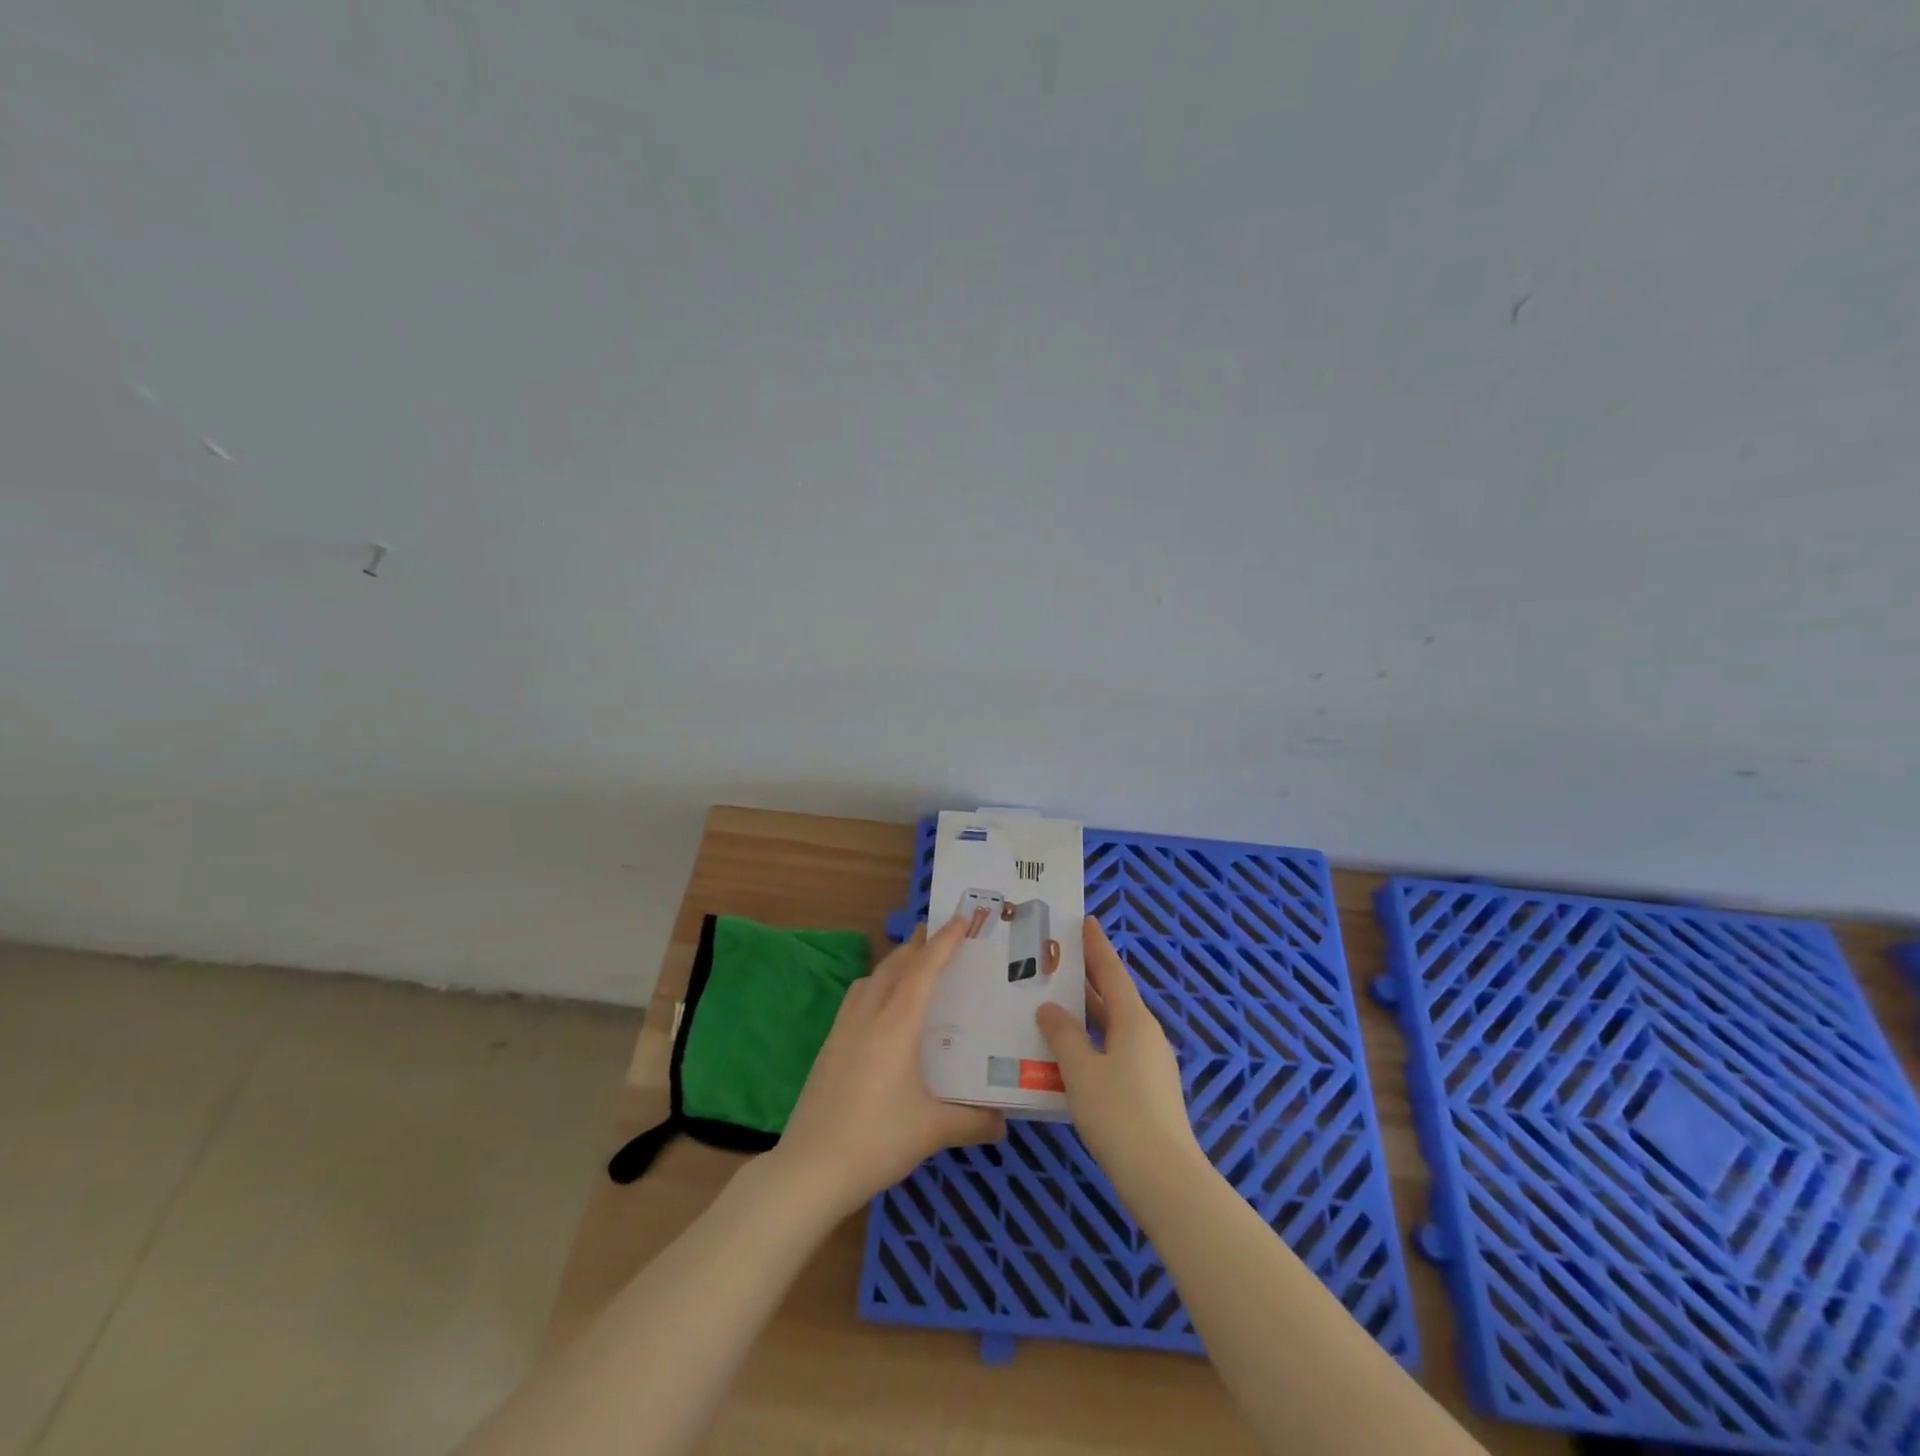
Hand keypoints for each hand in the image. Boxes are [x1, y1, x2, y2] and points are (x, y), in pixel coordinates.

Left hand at [770, 918, 1005, 1219]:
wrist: (809, 1168)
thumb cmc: (876, 1140)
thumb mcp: (932, 1131)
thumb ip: (972, 1122)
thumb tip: (1005, 1124)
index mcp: (896, 1025)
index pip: (924, 970)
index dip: (944, 942)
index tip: (961, 919)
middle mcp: (869, 1015)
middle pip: (895, 965)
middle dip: (919, 944)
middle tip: (941, 931)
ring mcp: (844, 1028)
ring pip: (872, 978)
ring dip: (895, 962)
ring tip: (914, 963)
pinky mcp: (829, 1045)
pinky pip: (857, 997)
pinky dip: (876, 984)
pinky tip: (883, 1006)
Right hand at [1036, 918, 1203, 1193]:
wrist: (1164, 1179)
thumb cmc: (1119, 1114)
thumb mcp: (1081, 1070)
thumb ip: (1063, 1034)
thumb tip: (1049, 1008)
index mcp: (1134, 1020)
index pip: (1112, 971)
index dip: (1096, 946)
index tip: (1085, 920)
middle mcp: (1145, 1034)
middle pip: (1114, 996)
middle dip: (1087, 977)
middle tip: (1055, 958)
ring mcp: (1149, 1063)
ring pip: (1112, 1025)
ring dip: (1086, 1012)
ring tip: (1052, 1000)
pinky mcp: (1146, 1089)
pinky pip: (1113, 1049)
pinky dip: (1091, 1039)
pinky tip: (1068, 1051)